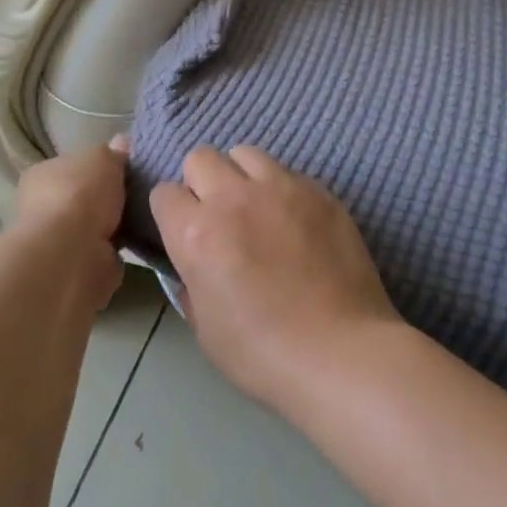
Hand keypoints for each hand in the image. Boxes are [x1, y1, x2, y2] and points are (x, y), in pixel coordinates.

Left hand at [8, 138, 129, 308]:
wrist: (70, 254)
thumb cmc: (80, 194)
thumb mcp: (102, 158)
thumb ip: (113, 152)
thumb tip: (121, 143)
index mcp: (42, 175)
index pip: (72, 166)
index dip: (98, 167)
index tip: (124, 170)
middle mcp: (43, 207)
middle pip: (83, 197)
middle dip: (107, 199)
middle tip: (140, 193)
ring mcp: (58, 240)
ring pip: (93, 227)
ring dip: (114, 226)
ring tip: (145, 218)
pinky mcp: (75, 267)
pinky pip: (102, 253)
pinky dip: (116, 250)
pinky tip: (138, 243)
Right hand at [149, 146, 400, 412]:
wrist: (342, 353)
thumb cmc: (263, 354)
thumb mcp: (205, 328)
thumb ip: (190, 284)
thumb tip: (193, 266)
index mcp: (197, 233)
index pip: (164, 193)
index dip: (172, 213)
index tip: (184, 233)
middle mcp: (233, 198)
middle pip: (200, 157)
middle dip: (201, 182)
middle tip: (219, 216)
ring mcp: (280, 188)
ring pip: (245, 153)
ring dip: (241, 176)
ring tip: (257, 208)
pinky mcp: (318, 190)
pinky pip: (287, 172)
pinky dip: (282, 189)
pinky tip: (295, 222)